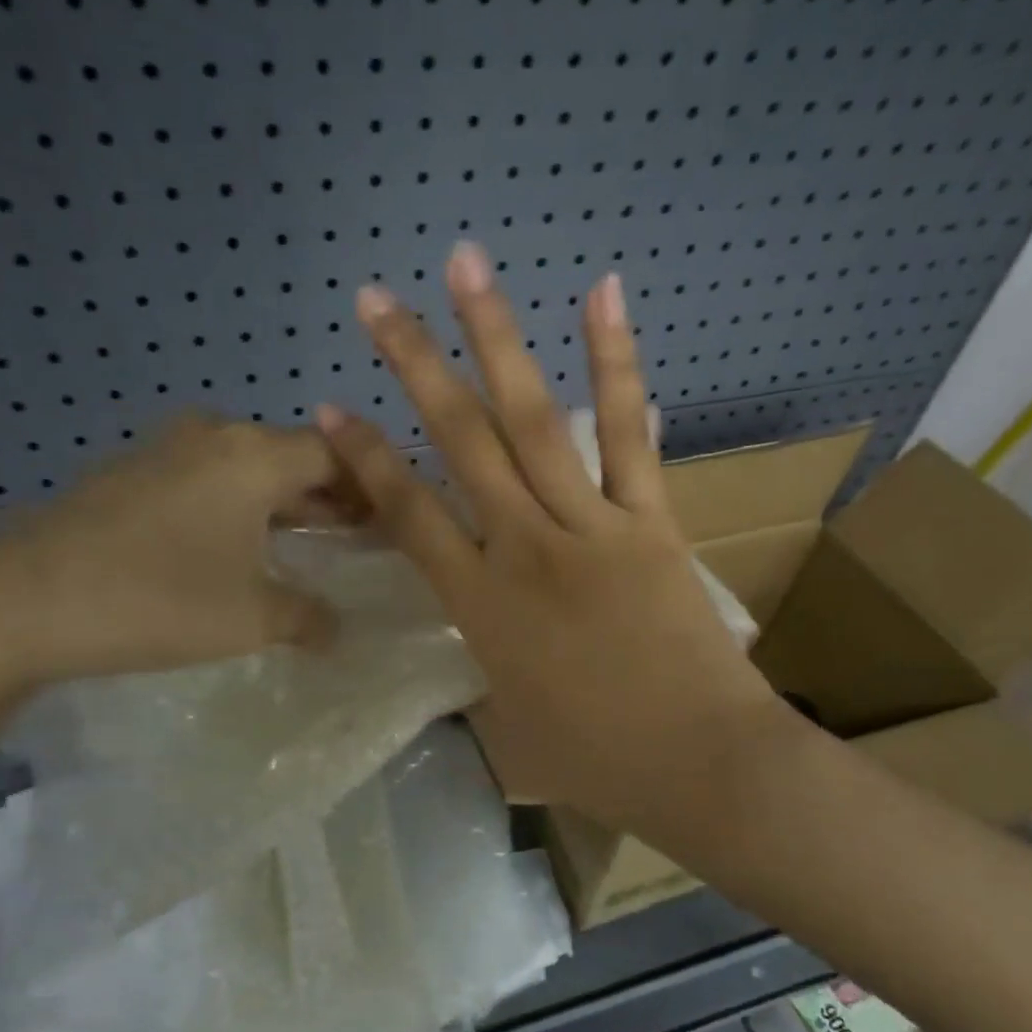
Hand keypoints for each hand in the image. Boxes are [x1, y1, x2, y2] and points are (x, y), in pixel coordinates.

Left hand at [0, 415, 342, 688]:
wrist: (21, 603)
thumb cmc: (158, 600)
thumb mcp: (254, 618)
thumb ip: (310, 618)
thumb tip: (340, 629)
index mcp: (254, 455)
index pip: (336, 453)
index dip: (370, 486)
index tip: (392, 521)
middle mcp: (213, 436)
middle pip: (291, 456)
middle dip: (329, 494)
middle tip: (358, 535)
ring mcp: (162, 451)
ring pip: (245, 468)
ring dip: (281, 502)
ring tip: (305, 543)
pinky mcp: (126, 476)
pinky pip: (203, 481)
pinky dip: (235, 507)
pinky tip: (232, 548)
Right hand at [317, 242, 780, 837]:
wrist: (703, 765)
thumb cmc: (597, 760)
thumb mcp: (509, 727)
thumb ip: (476, 674)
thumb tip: (466, 643)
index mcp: (482, 606)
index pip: (407, 514)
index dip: (364, 459)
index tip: (329, 408)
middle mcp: (527, 548)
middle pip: (461, 442)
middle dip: (414, 366)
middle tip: (376, 299)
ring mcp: (593, 526)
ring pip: (535, 419)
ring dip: (496, 339)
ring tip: (467, 266)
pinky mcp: (652, 520)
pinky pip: (630, 433)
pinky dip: (617, 363)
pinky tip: (602, 294)